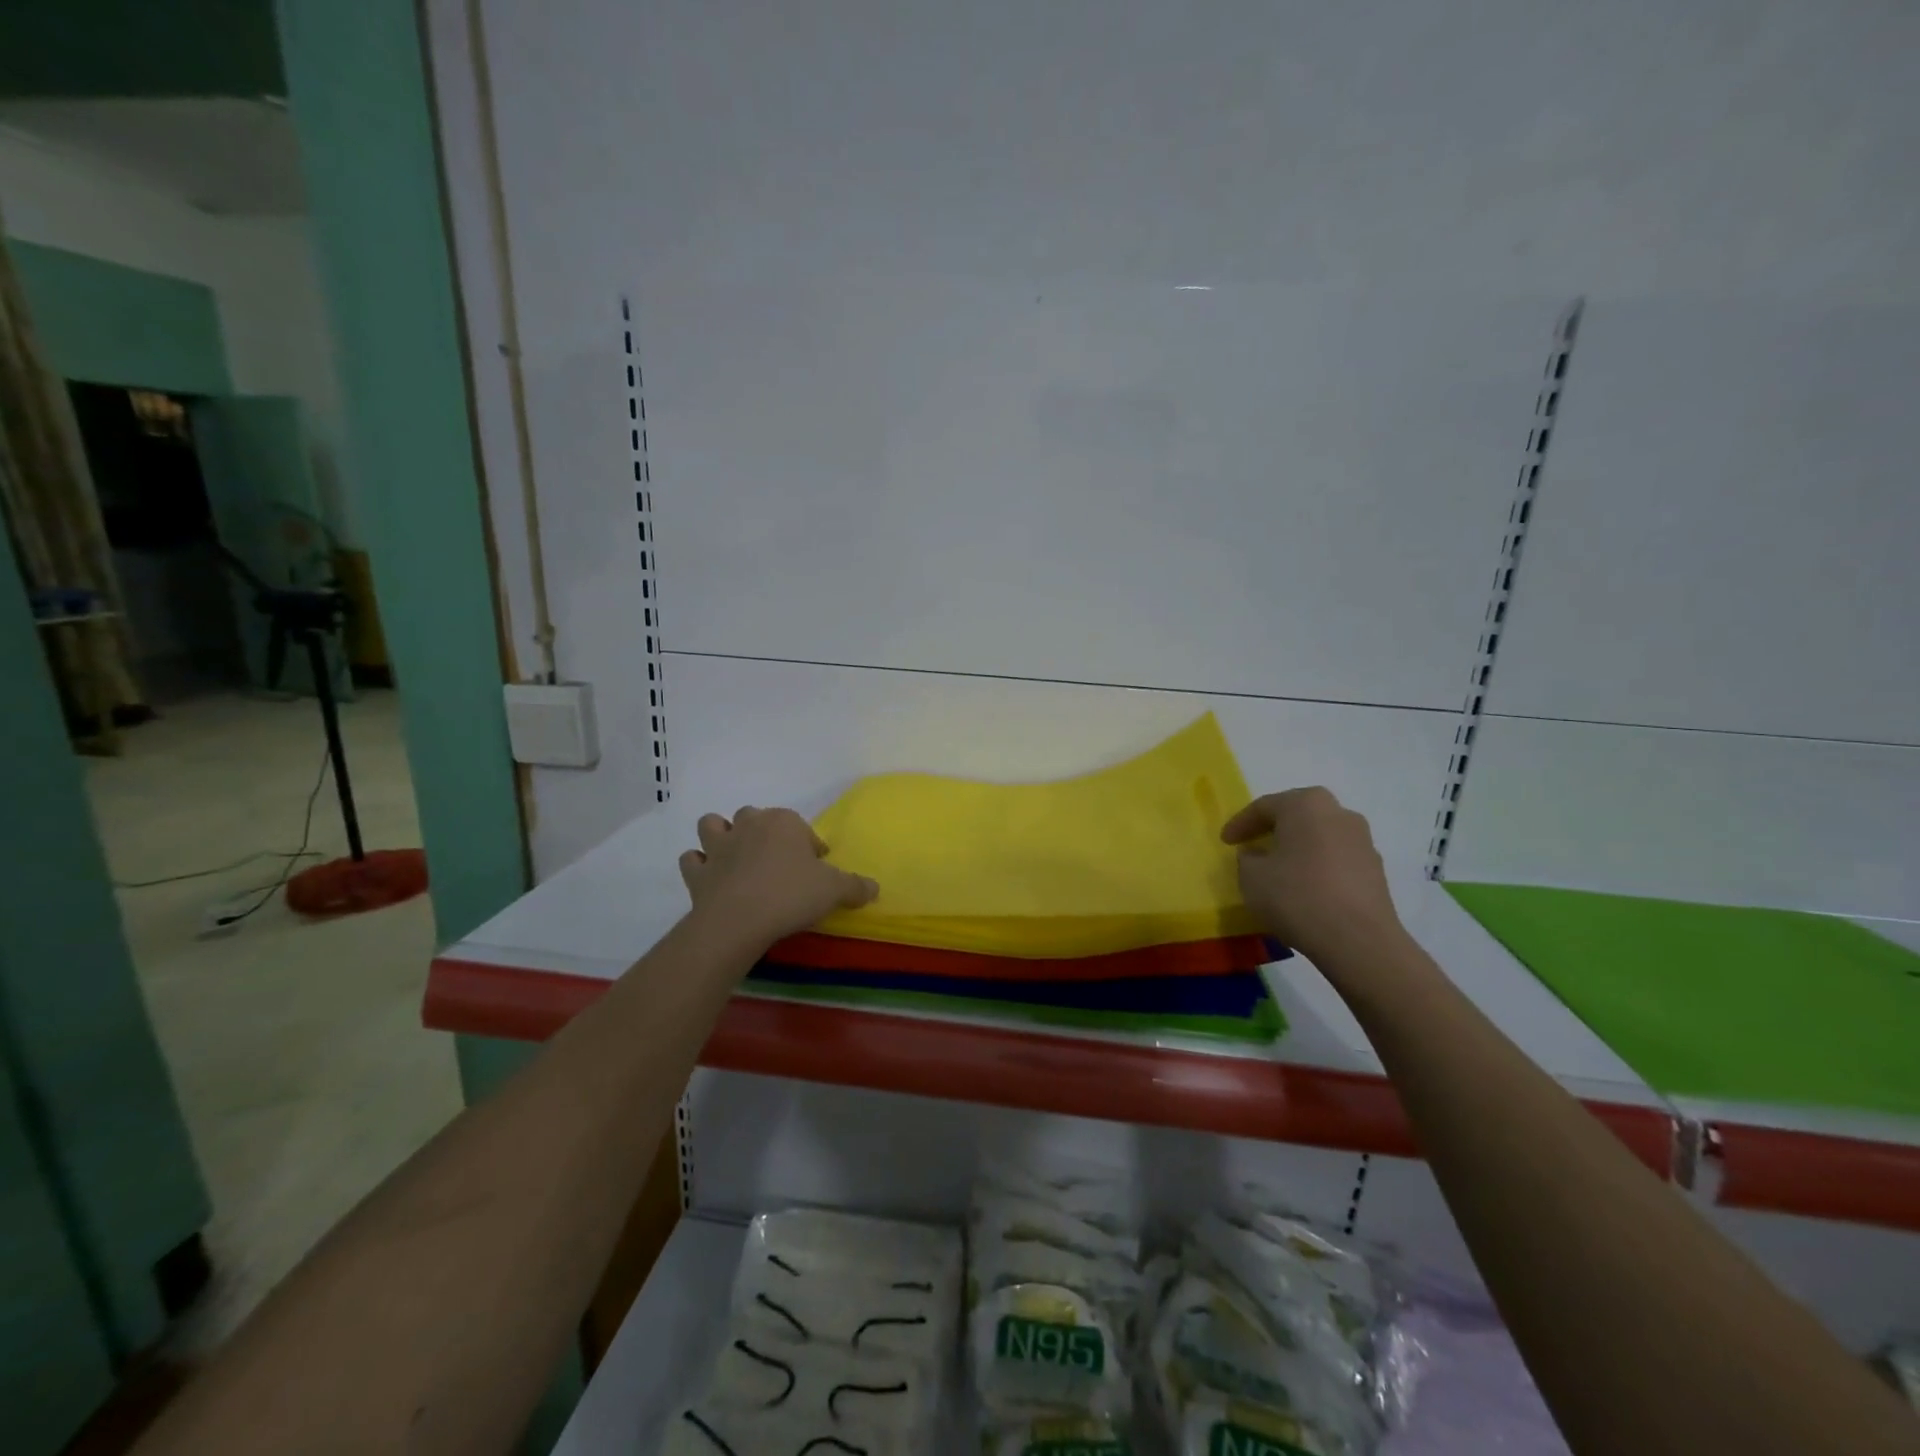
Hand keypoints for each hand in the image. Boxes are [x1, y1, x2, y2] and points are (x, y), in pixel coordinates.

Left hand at [678, 806, 878, 946]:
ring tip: (735, 857)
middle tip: (777, 863)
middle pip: (754, 817)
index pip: (800, 827)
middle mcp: (749, 825)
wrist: (739, 920)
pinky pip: (692, 860)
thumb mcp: (835, 890)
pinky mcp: (697, 871)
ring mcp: (718, 846)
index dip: (808, 846)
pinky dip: (699, 865)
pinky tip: (710, 878)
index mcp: (784, 822)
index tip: (816, 869)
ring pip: (712, 824)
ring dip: (720, 835)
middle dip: (763, 833)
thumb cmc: (791, 895)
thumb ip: (856, 886)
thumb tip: (875, 887)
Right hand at [1221, 788, 1404, 963]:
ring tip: (1279, 869)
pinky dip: (1317, 867)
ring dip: (1298, 848)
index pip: (1264, 806)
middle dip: (1273, 829)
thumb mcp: (1251, 877)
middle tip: (1253, 845)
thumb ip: (1247, 859)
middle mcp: (1339, 814)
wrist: (1358, 940)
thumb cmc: (1297, 897)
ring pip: (1320, 836)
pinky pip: (1336, 859)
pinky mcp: (1375, 869)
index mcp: (1306, 805)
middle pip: (1298, 815)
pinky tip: (1305, 888)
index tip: (1225, 841)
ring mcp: (1363, 841)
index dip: (1240, 824)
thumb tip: (1257, 855)